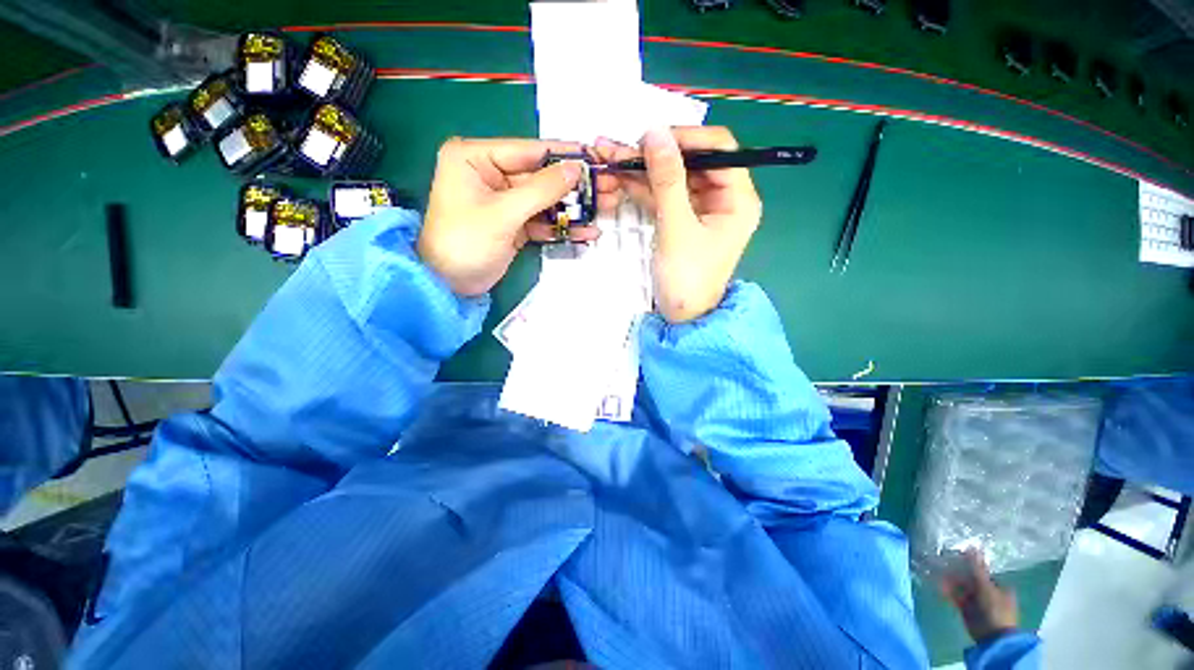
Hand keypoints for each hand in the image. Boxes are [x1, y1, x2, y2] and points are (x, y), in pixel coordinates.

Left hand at [418, 138, 600, 295]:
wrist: (448, 286)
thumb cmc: (465, 243)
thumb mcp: (503, 214)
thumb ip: (541, 189)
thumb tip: (576, 168)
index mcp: (476, 157)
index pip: (529, 150)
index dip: (565, 155)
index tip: (598, 158)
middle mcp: (491, 173)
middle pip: (542, 176)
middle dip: (576, 186)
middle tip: (609, 188)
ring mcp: (505, 201)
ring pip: (546, 200)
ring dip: (574, 207)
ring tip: (607, 209)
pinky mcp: (514, 224)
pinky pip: (542, 220)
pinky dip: (562, 227)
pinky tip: (587, 232)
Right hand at [593, 127, 760, 322]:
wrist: (681, 318)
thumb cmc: (687, 278)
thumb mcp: (677, 228)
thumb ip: (667, 180)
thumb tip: (654, 131)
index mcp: (737, 198)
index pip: (718, 149)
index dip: (685, 138)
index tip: (649, 139)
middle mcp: (723, 198)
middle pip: (691, 162)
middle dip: (655, 155)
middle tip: (618, 149)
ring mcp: (700, 209)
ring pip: (673, 178)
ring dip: (643, 169)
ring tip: (608, 157)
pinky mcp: (682, 220)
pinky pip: (664, 196)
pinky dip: (643, 188)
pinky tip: (619, 177)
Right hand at [940, 549, 1020, 643]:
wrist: (993, 637)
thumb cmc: (995, 609)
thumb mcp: (986, 587)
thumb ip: (977, 568)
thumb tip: (972, 546)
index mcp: (998, 586)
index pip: (982, 571)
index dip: (968, 563)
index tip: (955, 556)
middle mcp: (988, 592)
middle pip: (969, 579)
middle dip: (956, 573)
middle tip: (942, 564)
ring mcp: (977, 602)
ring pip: (961, 587)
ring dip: (949, 581)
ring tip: (937, 575)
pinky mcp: (966, 609)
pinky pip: (955, 597)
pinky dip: (947, 592)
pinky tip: (938, 586)